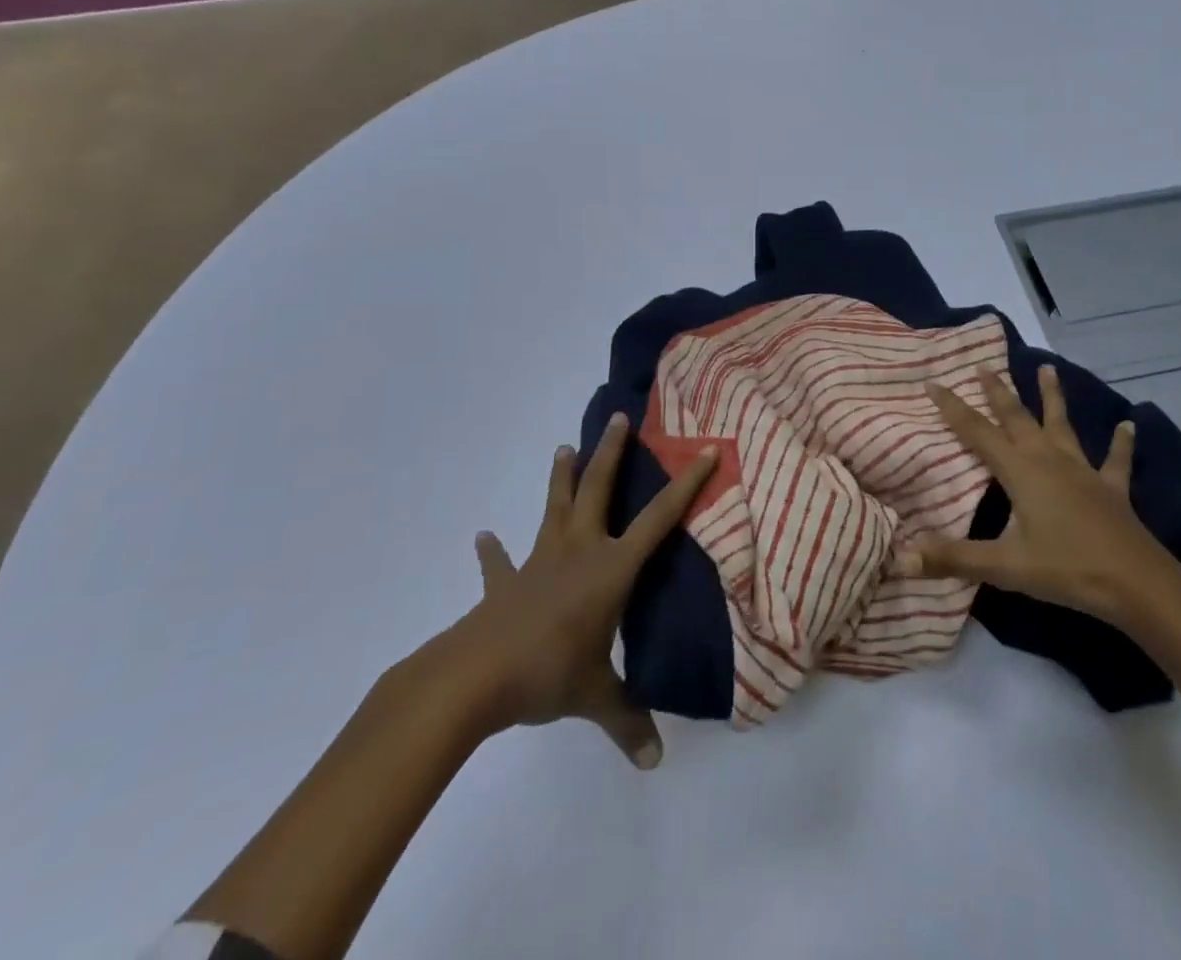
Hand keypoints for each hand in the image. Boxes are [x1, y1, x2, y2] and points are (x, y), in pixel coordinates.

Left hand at [427, 412, 717, 767]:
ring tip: (564, 448)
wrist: (472, 678)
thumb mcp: (594, 698)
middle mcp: (578, 551)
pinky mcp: (505, 584)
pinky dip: (494, 552)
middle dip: (612, 453)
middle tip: (620, 418)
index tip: (707, 449)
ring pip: (554, 509)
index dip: (687, 483)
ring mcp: (539, 562)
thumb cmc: (547, 673)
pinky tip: (483, 537)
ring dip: (560, 479)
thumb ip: (627, 722)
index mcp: (610, 569)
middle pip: (598, 490)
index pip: (659, 518)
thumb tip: (654, 762)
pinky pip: (501, 563)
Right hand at [896, 366, 1165, 623]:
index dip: (953, 408)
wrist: (1136, 583)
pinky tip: (1129, 425)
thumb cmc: (1066, 569)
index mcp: (1021, 471)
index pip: (977, 432)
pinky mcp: (1111, 488)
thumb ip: (952, 558)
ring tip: (1048, 368)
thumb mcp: (1004, 566)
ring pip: (1062, 425)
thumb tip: (901, 556)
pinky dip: (1121, 443)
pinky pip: (1115, 460)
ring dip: (1053, 397)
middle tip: (984, 365)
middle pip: (1018, 418)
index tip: (934, 382)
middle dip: (998, 392)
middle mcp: (1049, 460)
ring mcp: (1083, 471)